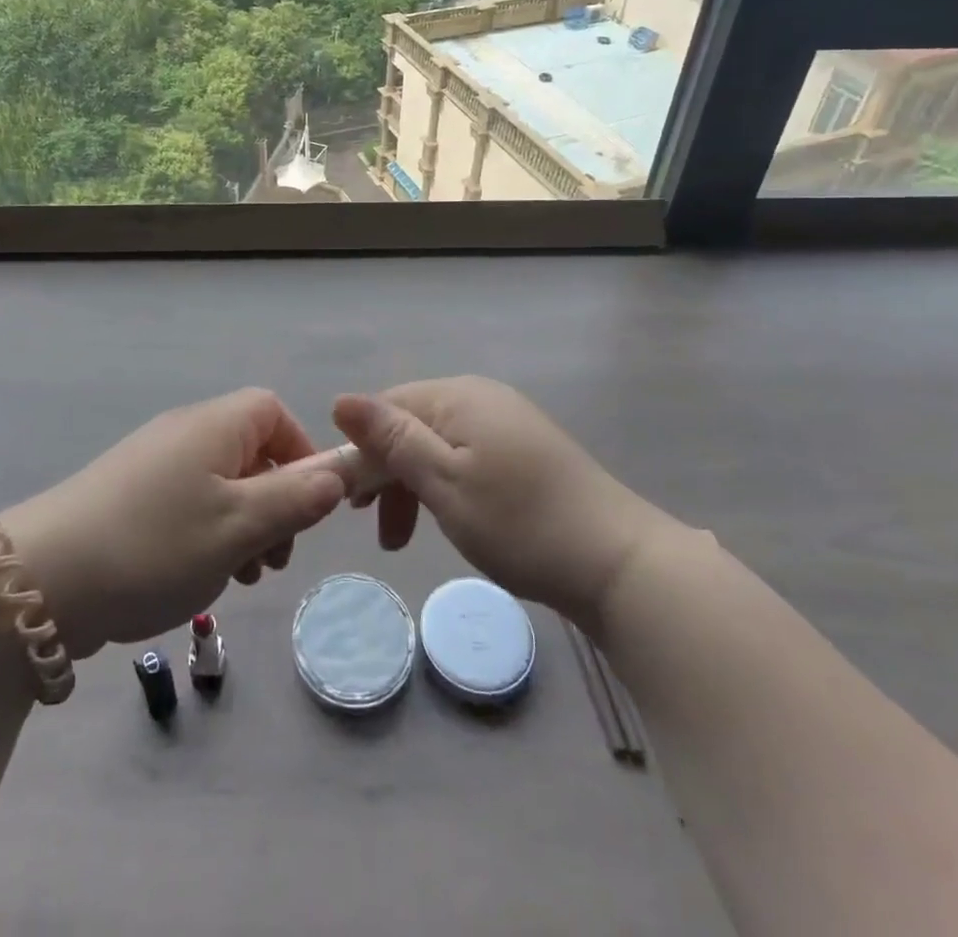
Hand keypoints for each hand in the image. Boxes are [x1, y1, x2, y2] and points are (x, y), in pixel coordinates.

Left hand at [2, 389, 346, 659]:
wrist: (43, 580)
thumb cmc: (155, 545)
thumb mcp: (239, 527)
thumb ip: (295, 499)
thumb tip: (337, 474)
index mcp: (213, 426)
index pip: (273, 411)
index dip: (300, 452)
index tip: (308, 503)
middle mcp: (183, 433)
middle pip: (250, 450)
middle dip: (275, 500)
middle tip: (274, 557)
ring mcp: (151, 465)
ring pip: (220, 483)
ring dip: (243, 525)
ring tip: (240, 576)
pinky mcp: (127, 497)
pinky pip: (187, 503)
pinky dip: (207, 534)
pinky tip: (198, 577)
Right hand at [332, 377, 683, 627]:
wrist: (617, 561)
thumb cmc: (519, 522)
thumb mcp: (443, 482)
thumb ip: (391, 440)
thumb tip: (340, 400)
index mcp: (458, 396)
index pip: (386, 408)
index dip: (359, 450)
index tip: (349, 503)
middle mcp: (481, 397)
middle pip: (411, 425)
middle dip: (385, 473)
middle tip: (371, 526)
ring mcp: (507, 422)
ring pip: (438, 445)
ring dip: (412, 486)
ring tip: (402, 538)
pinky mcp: (525, 450)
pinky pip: (466, 457)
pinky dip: (446, 487)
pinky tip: (448, 519)